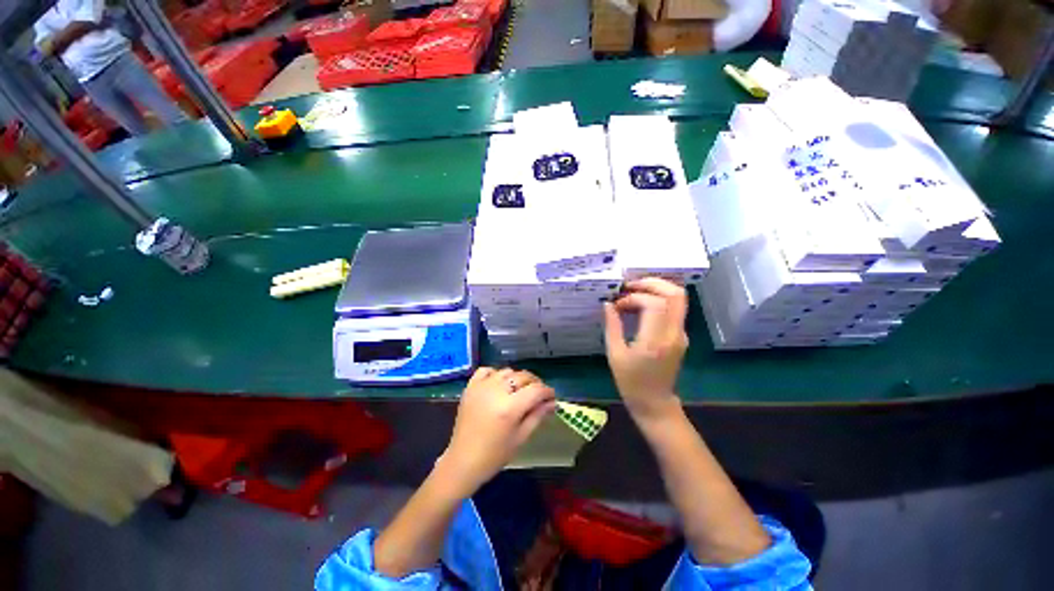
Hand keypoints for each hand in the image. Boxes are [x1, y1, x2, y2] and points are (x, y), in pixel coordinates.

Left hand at [441, 368, 555, 494]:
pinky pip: (486, 370)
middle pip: (523, 377)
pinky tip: (499, 385)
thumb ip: (537, 415)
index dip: (547, 391)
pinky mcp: (470, 387)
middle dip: (535, 384)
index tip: (552, 397)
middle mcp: (496, 391)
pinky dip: (496, 374)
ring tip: (519, 390)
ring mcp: (481, 387)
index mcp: (510, 408)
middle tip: (538, 395)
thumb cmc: (495, 455)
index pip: (536, 390)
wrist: (463, 461)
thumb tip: (553, 403)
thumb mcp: (521, 437)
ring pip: (507, 371)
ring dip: (517, 378)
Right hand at [603, 278, 687, 424]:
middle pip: (675, 294)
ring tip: (633, 292)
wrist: (654, 403)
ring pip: (678, 299)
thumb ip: (612, 326)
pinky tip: (640, 305)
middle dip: (652, 283)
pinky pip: (674, 308)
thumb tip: (608, 304)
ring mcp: (681, 334)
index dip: (634, 298)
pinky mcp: (681, 335)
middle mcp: (674, 334)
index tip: (618, 306)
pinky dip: (659, 300)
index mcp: (655, 341)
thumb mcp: (615, 354)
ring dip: (656, 290)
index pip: (654, 304)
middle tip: (630, 285)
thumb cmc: (630, 382)